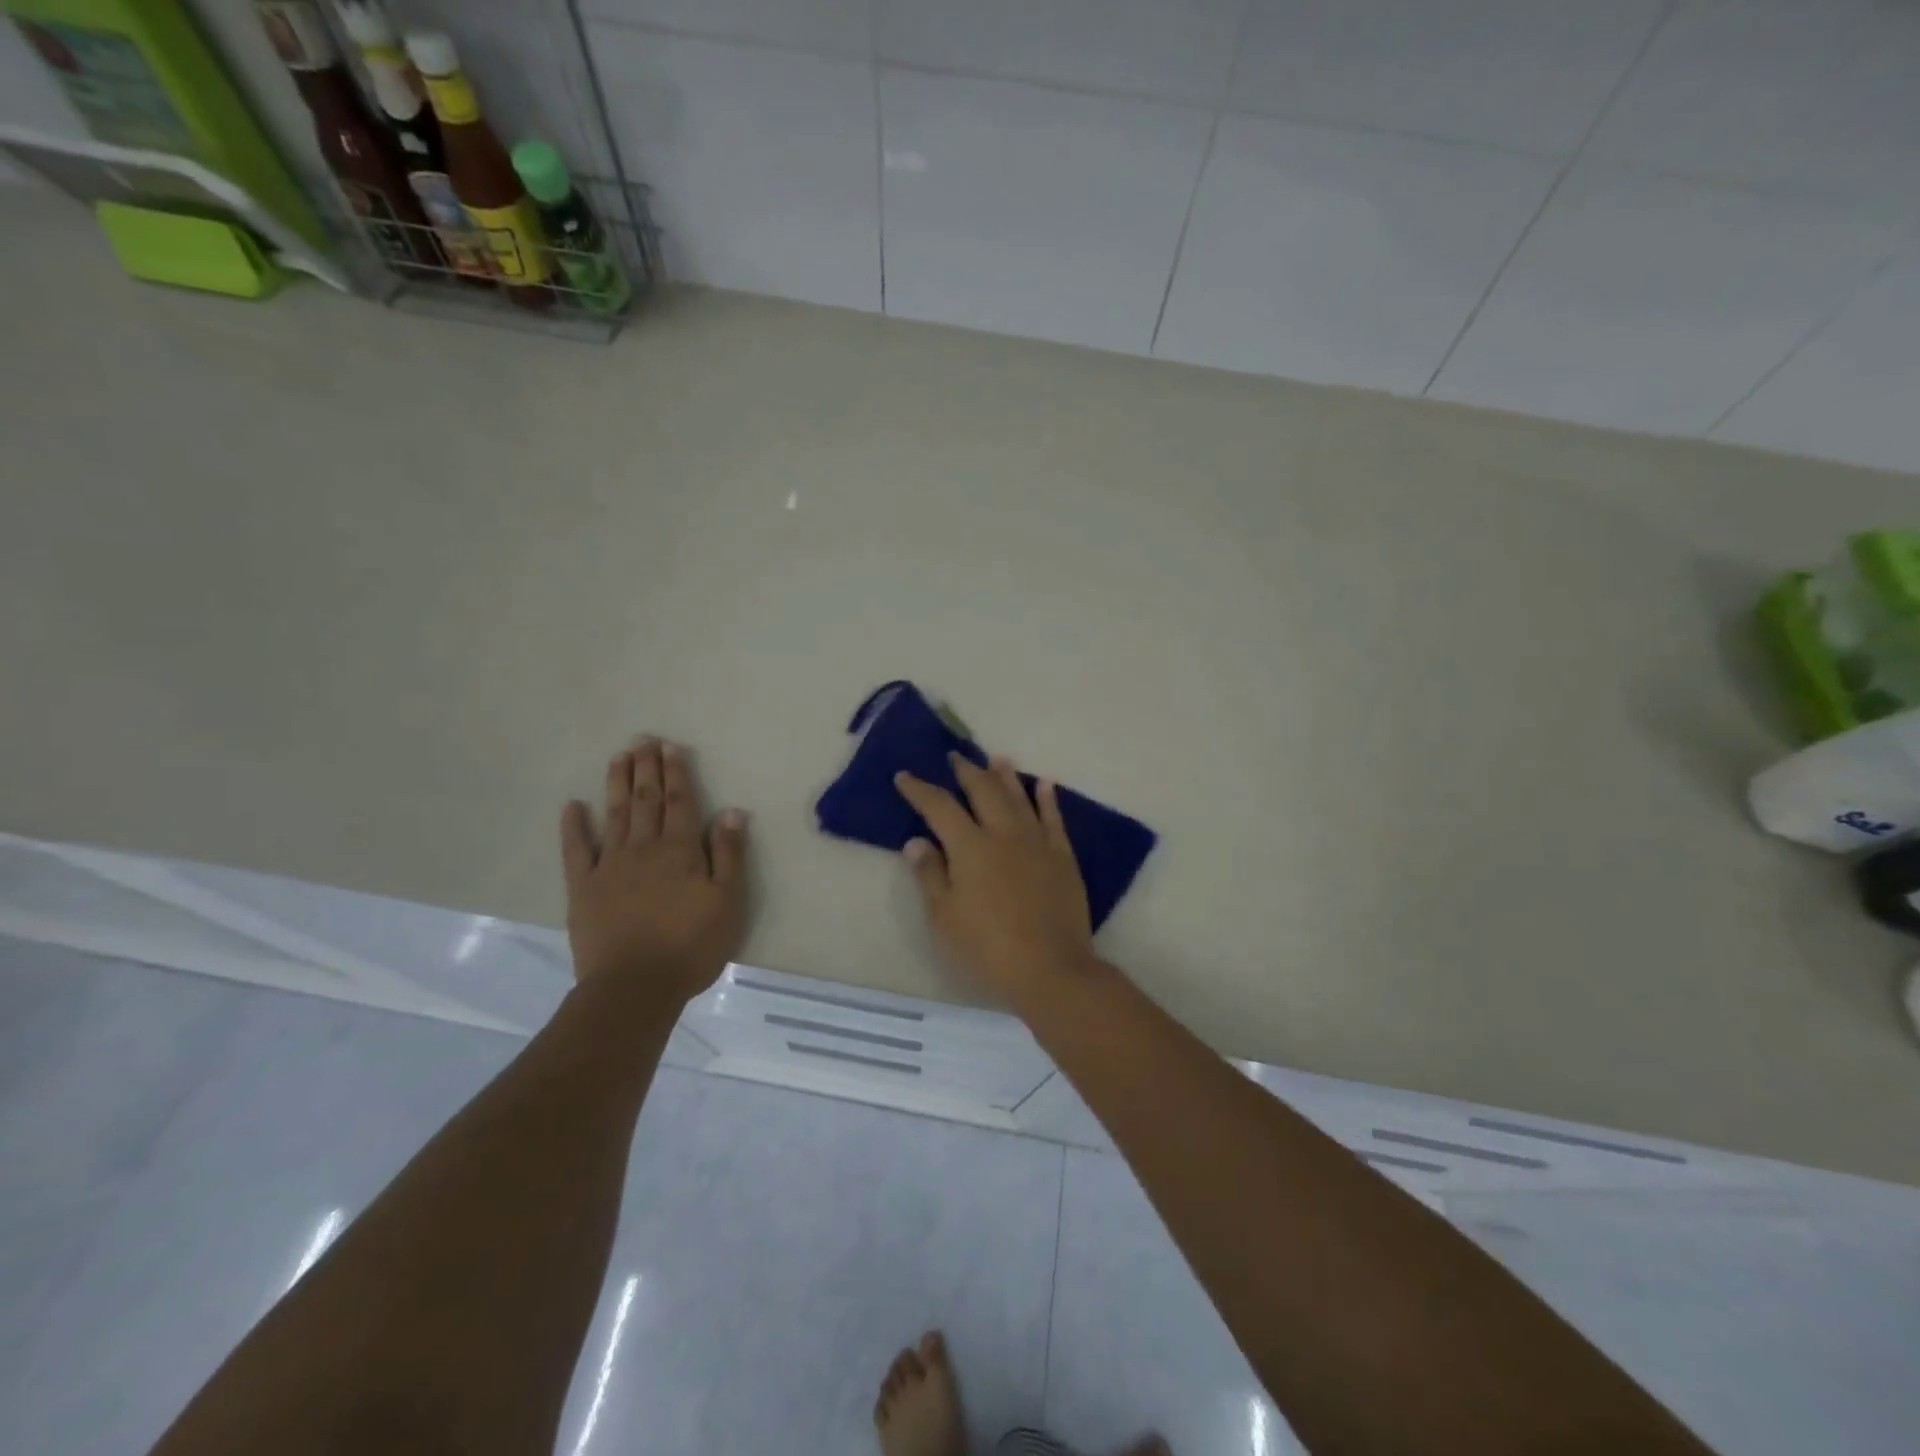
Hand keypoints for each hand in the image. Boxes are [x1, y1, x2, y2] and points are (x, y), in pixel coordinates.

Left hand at [559, 736, 748, 1004]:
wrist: (634, 987)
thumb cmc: (690, 946)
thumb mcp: (727, 902)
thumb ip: (729, 855)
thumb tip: (732, 812)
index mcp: (680, 850)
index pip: (680, 802)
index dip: (677, 773)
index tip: (672, 747)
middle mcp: (644, 848)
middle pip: (646, 800)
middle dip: (647, 768)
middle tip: (644, 739)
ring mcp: (609, 866)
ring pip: (615, 814)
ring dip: (617, 783)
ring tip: (619, 756)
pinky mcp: (583, 888)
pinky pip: (576, 850)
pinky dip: (574, 826)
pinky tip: (573, 806)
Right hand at [895, 754, 1095, 1002]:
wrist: (1051, 969)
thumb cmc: (987, 949)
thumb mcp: (944, 917)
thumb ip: (930, 875)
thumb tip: (916, 841)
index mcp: (970, 847)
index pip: (939, 807)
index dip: (920, 790)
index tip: (905, 777)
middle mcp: (1003, 833)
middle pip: (983, 790)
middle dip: (966, 771)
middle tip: (955, 757)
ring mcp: (1037, 842)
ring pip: (1019, 797)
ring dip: (1005, 776)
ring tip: (997, 759)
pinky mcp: (1062, 856)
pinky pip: (1054, 818)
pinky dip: (1047, 798)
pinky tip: (1044, 784)